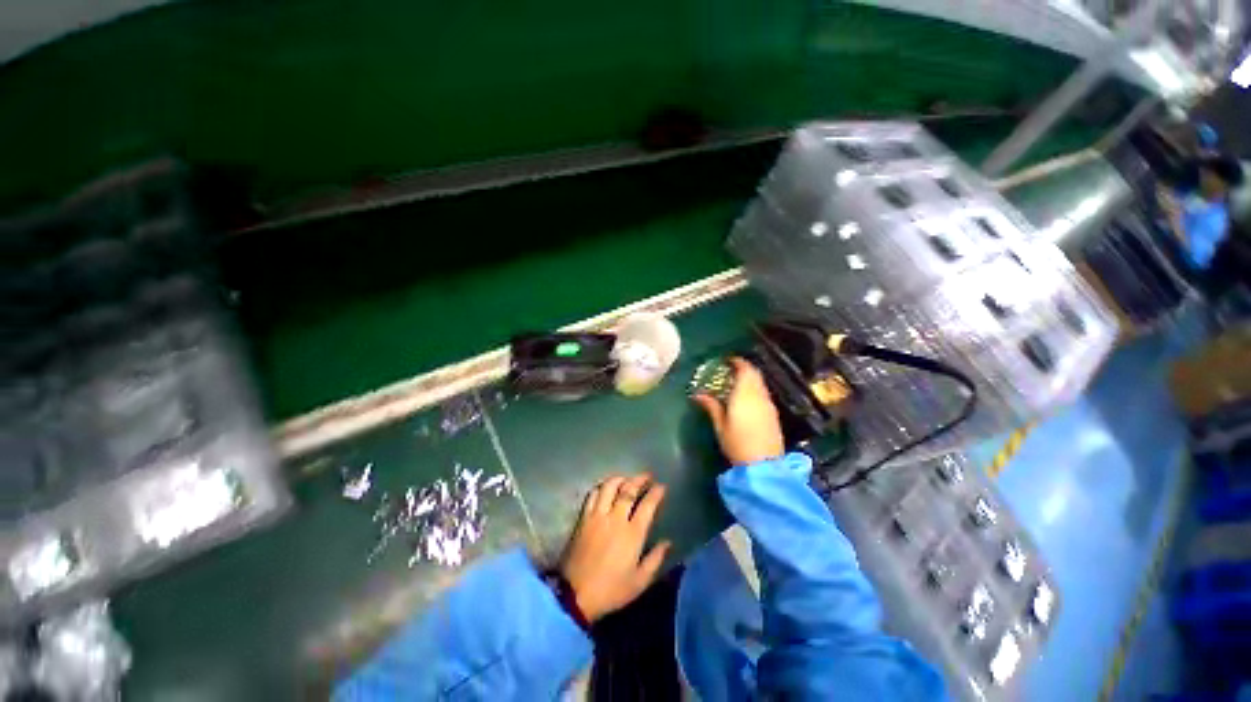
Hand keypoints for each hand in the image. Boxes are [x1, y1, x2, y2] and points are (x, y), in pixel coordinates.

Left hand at [560, 474, 669, 622]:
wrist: (574, 594)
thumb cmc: (611, 590)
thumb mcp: (639, 582)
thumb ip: (655, 559)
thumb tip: (668, 542)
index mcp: (632, 533)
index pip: (647, 505)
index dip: (656, 492)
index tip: (662, 486)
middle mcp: (616, 518)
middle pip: (628, 489)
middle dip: (640, 479)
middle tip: (647, 476)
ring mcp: (598, 515)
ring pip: (609, 486)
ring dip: (621, 479)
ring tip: (627, 479)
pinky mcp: (583, 517)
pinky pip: (593, 494)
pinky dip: (602, 486)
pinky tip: (606, 488)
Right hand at [693, 357, 784, 464]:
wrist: (763, 466)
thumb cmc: (737, 444)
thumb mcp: (720, 425)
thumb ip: (711, 406)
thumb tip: (697, 394)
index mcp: (745, 394)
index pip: (745, 370)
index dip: (737, 362)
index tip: (728, 360)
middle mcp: (759, 395)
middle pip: (755, 374)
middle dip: (744, 369)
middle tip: (731, 370)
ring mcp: (769, 405)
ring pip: (761, 384)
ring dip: (751, 379)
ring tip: (738, 383)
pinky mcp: (774, 415)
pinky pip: (764, 394)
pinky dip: (756, 389)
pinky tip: (748, 398)